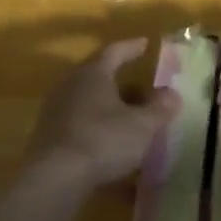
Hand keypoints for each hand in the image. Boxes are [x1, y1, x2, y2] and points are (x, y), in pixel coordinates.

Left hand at [22, 38, 180, 190]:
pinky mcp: (48, 134)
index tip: (145, 43)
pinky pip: (78, 120)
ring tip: (127, 114)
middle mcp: (70, 85)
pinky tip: (108, 139)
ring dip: (107, 103)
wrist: (54, 177)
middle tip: (141, 85)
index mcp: (93, 74)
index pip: (114, 51)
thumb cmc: (102, 141)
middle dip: (120, 79)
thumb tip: (172, 94)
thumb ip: (159, 108)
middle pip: (97, 74)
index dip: (131, 47)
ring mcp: (55, 109)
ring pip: (87, 98)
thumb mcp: (141, 126)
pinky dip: (96, 123)